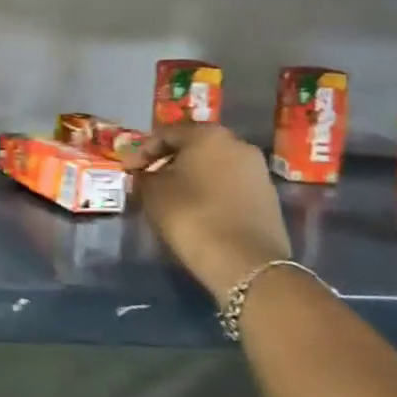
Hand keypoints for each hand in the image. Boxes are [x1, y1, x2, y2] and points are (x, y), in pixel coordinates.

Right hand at [133, 125, 291, 299]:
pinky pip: (230, 184)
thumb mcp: (153, 192)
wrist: (246, 262)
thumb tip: (145, 174)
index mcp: (207, 135)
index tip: (128, 171)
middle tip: (149, 180)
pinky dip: (211, 191)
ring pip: (214, 165)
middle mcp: (237, 143)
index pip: (165, 134)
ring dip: (191, 176)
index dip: (142, 151)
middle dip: (168, 161)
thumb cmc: (192, 216)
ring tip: (172, 196)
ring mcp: (257, 170)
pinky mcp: (268, 196)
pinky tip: (197, 209)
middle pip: (193, 147)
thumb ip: (144, 176)